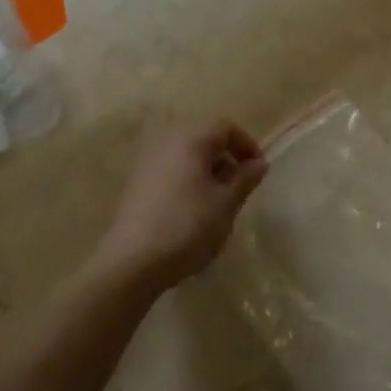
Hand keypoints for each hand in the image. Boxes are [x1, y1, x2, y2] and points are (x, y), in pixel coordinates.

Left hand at [97, 120, 267, 292]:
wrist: (131, 264)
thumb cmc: (187, 227)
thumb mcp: (225, 205)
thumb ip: (245, 179)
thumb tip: (259, 163)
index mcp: (190, 139)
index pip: (225, 126)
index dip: (246, 144)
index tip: (257, 170)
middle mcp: (167, 143)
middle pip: (204, 138)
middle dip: (227, 158)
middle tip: (239, 186)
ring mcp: (148, 163)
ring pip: (187, 156)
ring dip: (208, 171)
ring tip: (218, 202)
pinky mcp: (137, 185)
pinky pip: (171, 171)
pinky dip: (188, 181)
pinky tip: (193, 212)